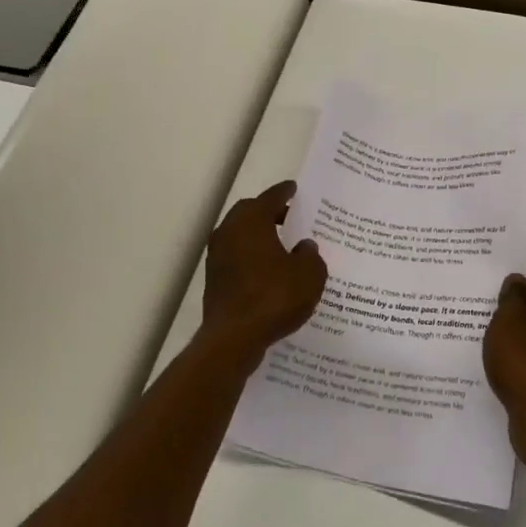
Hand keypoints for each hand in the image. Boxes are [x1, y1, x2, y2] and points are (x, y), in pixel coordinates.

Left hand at [202, 180, 327, 355]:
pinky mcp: (214, 279)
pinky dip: (252, 258)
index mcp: (251, 221)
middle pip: (250, 213)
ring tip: (282, 246)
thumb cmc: (274, 297)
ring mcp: (217, 256)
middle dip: (269, 213)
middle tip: (290, 217)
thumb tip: (304, 246)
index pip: (270, 197)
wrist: (234, 337)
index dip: (285, 193)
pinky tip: (268, 272)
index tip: (294, 189)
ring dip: (259, 237)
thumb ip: (311, 255)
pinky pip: (237, 258)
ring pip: (240, 236)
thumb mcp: (309, 275)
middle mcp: (229, 232)